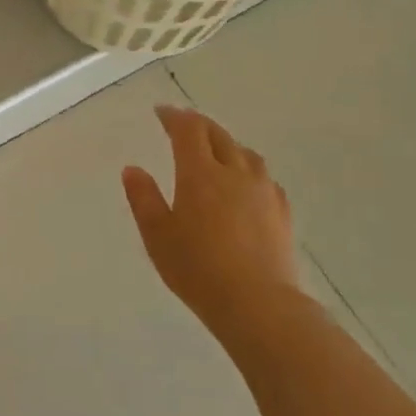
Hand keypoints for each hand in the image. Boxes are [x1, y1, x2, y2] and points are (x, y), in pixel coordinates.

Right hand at [122, 106, 300, 333]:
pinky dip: (249, 169)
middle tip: (184, 123)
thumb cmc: (197, 268)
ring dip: (227, 143)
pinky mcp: (282, 213)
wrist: (257, 304)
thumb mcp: (157, 235)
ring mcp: (263, 192)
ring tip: (216, 149)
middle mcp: (234, 173)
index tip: (161, 112)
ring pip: (246, 154)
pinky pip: (264, 178)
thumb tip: (133, 169)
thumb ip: (143, 198)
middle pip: (219, 136)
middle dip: (199, 125)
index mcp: (200, 174)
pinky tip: (246, 184)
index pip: (188, 131)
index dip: (174, 117)